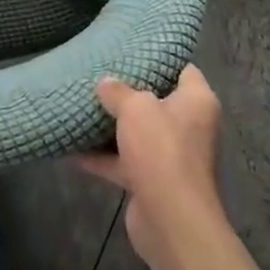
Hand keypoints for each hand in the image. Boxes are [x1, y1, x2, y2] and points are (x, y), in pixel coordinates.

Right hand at [75, 65, 224, 269]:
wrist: (170, 219)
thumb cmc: (161, 149)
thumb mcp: (135, 107)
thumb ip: (118, 91)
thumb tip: (105, 83)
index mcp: (197, 102)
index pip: (183, 70)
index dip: (161, 58)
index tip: (133, 50)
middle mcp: (189, 127)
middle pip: (157, 101)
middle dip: (129, 93)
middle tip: (101, 74)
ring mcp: (171, 156)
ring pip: (138, 133)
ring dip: (113, 126)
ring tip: (83, 107)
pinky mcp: (153, 182)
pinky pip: (124, 163)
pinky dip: (102, 158)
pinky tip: (72, 150)